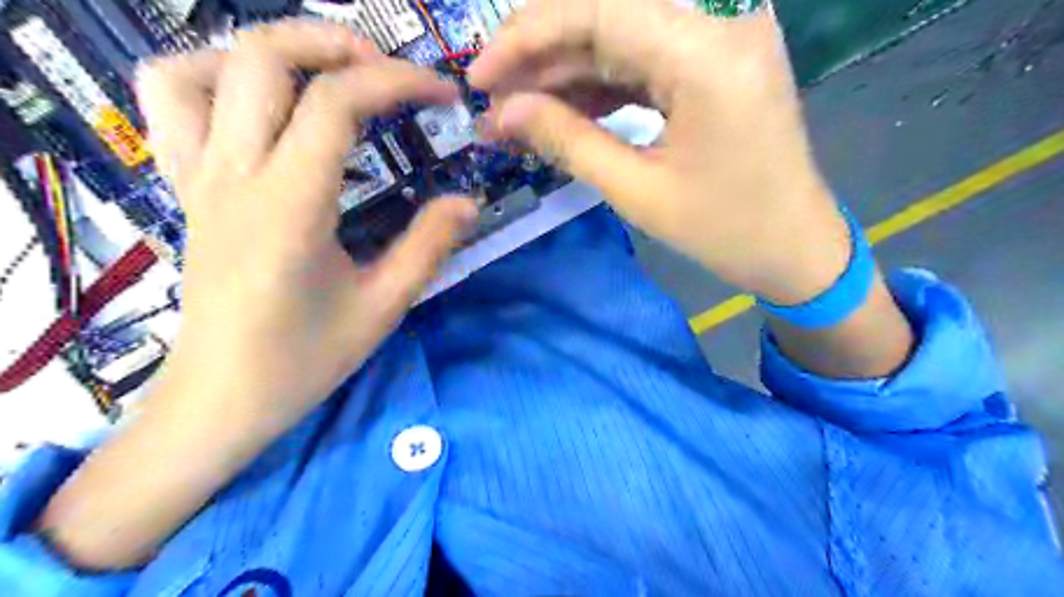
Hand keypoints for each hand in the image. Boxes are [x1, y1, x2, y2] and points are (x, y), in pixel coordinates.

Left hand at [135, 20, 474, 433]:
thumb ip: (429, 245)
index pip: (337, 102)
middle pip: (263, 55)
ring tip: (326, 77)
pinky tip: (262, 104)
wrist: (222, 396)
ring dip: (273, 52)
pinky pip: (171, 101)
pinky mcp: (186, 187)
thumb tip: (469, 200)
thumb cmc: (306, 358)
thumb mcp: (384, 306)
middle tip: (390, 73)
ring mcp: (198, 176)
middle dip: (337, 42)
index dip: (399, 81)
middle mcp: (234, 174)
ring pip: (203, 64)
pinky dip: (214, 76)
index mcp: (289, 205)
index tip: (445, 95)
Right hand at [472, 1, 849, 304]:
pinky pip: (643, 58)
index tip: (480, 76)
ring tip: (517, 110)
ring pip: (620, 35)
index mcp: (708, 53)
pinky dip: (599, 83)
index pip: (597, 10)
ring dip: (564, 72)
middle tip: (493, 97)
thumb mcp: (638, 192)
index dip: (527, 38)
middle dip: (541, 55)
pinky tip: (562, 109)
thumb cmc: (725, 230)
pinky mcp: (715, 61)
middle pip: (607, 13)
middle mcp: (720, 22)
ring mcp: (721, 37)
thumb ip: (568, 141)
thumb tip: (502, 113)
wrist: (794, 247)